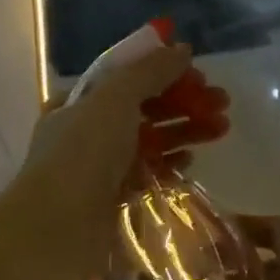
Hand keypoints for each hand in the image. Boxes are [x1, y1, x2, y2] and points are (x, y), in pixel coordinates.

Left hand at [14, 44, 230, 279]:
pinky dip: (171, 161)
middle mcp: (88, 131)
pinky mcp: (115, 198)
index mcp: (79, 102)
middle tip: (223, 102)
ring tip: (222, 128)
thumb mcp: (114, 99)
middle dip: (184, 101)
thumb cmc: (82, 154)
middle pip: (144, 107)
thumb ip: (149, 72)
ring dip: (185, 129)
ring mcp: (101, 167)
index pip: (127, 77)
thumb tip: (181, 49)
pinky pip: (149, 172)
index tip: (200, 74)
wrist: (56, 231)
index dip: (163, 71)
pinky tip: (192, 158)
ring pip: (151, 139)